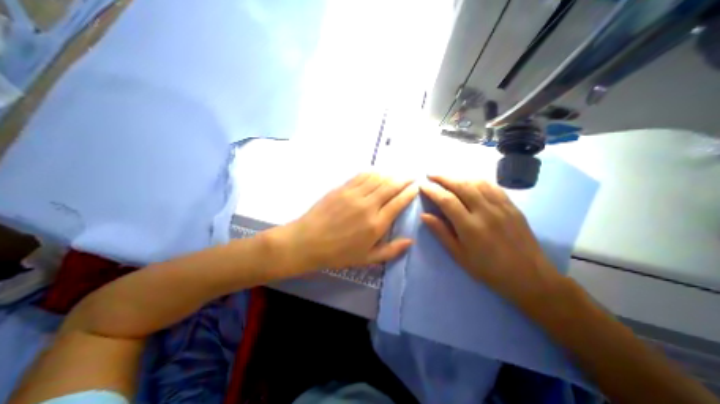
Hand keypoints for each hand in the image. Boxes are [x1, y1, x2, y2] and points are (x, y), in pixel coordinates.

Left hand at [289, 173, 419, 268]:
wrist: (308, 242)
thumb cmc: (338, 253)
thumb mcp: (367, 259)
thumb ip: (391, 250)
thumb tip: (410, 241)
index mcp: (376, 224)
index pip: (399, 202)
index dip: (409, 192)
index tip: (416, 187)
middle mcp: (368, 205)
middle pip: (391, 186)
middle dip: (404, 179)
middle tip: (412, 176)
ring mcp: (354, 194)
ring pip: (377, 178)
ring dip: (390, 174)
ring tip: (397, 174)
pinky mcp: (342, 188)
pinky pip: (361, 176)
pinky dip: (372, 172)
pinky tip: (377, 172)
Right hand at [420, 175, 564, 307]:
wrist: (529, 276)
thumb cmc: (488, 269)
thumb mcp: (459, 255)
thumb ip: (441, 233)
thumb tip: (424, 215)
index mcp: (470, 227)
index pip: (447, 200)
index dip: (432, 191)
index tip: (422, 186)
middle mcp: (486, 212)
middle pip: (461, 186)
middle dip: (443, 178)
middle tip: (431, 174)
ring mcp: (501, 206)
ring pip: (477, 182)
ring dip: (459, 177)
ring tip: (447, 177)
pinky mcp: (512, 206)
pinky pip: (492, 186)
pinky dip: (477, 180)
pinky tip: (470, 181)